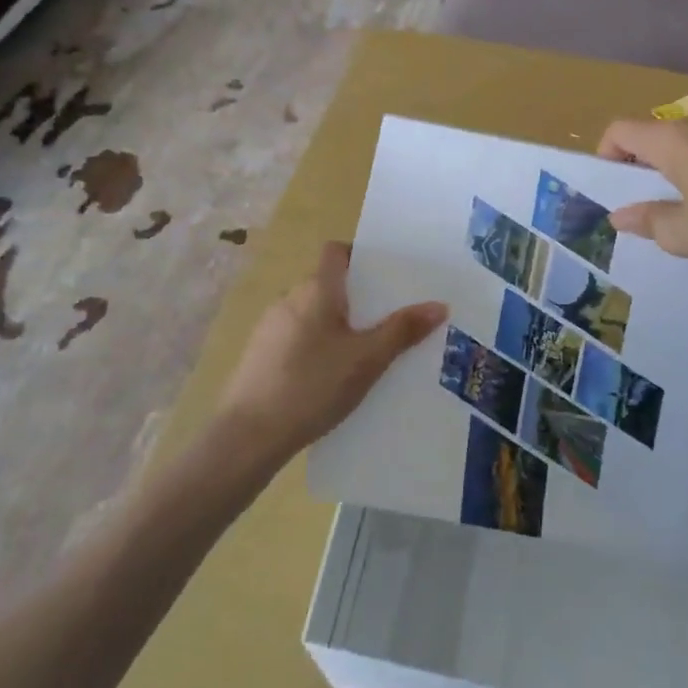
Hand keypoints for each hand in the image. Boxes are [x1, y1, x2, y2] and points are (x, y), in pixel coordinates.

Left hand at [217, 242, 446, 461]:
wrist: (248, 436)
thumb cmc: (312, 386)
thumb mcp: (367, 360)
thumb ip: (402, 330)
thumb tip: (439, 305)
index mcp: (316, 290)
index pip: (336, 252)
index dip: (359, 256)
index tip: (385, 277)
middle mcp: (289, 299)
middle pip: (328, 284)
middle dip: (357, 298)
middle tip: (388, 320)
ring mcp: (269, 327)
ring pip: (312, 313)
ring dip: (336, 325)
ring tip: (364, 352)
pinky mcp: (259, 355)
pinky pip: (297, 337)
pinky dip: (316, 346)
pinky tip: (330, 377)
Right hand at [598, 115, 687, 272]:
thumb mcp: (685, 234)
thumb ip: (648, 222)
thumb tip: (620, 215)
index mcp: (670, 141)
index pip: (619, 130)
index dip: (605, 155)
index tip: (613, 189)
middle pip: (651, 134)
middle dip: (638, 165)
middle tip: (646, 204)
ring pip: (685, 141)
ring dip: (673, 168)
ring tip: (687, 207)